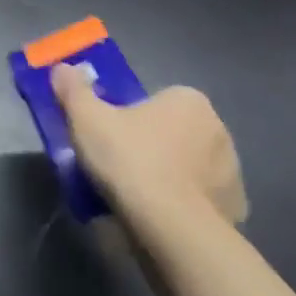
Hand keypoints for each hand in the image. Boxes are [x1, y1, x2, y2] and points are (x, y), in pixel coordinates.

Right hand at [52, 67, 248, 244]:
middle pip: (171, 132)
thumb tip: (62, 68)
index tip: (108, 139)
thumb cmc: (130, 161)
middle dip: (149, 147)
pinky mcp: (234, 206)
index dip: (127, 119)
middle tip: (116, 168)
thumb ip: (74, 90)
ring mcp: (231, 169)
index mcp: (188, 99)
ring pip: (188, 166)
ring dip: (167, 177)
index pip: (153, 101)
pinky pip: (201, 199)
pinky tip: (159, 218)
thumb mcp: (87, 119)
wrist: (172, 228)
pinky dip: (183, 205)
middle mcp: (217, 127)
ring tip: (134, 199)